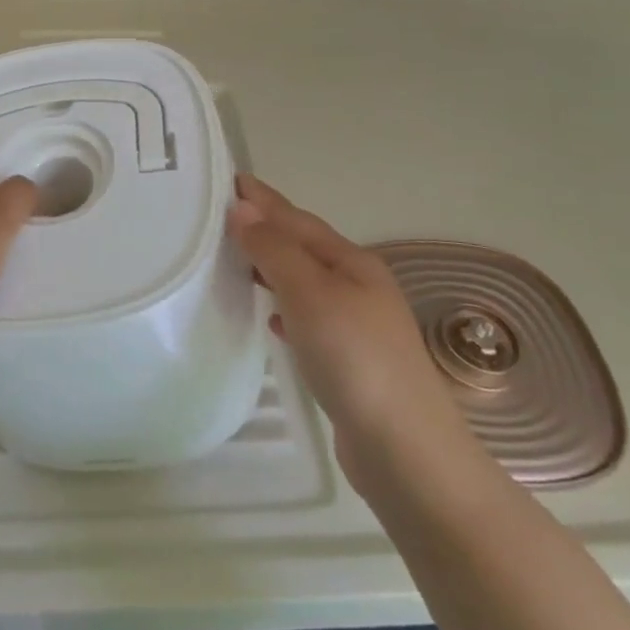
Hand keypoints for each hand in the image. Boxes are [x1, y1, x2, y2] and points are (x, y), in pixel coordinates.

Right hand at [227, 175, 470, 465]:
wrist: (405, 451)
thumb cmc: (355, 358)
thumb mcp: (310, 294)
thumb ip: (274, 250)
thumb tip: (242, 208)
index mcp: (352, 263)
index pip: (298, 220)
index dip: (264, 200)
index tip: (231, 178)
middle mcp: (358, 287)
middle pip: (304, 247)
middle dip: (268, 229)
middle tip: (225, 217)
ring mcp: (357, 326)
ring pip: (305, 282)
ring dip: (274, 266)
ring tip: (239, 260)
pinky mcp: (349, 362)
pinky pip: (308, 318)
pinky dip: (285, 308)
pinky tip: (271, 318)